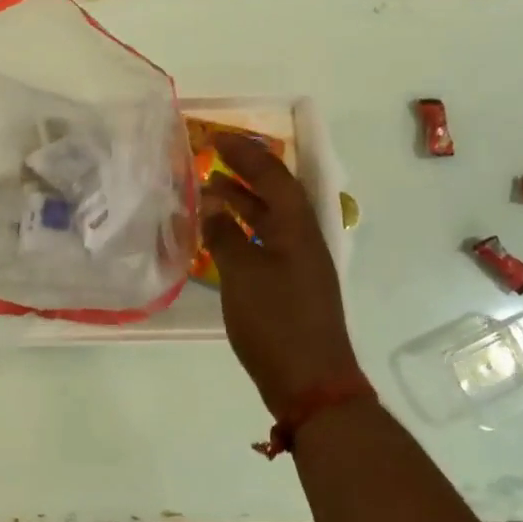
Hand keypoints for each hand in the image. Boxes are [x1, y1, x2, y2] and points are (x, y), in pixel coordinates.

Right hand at [202, 133, 363, 415]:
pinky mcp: (292, 286)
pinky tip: (221, 236)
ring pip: (271, 218)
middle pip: (276, 193)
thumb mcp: (242, 274)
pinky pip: (266, 241)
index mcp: (298, 228)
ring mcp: (300, 264)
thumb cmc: (276, 321)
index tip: (217, 138)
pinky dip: (244, 230)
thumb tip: (211, 202)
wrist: (311, 383)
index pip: (273, 176)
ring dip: (243, 200)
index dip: (246, 154)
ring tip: (210, 189)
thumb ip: (225, 234)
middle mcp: (304, 239)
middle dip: (246, 172)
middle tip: (212, 156)